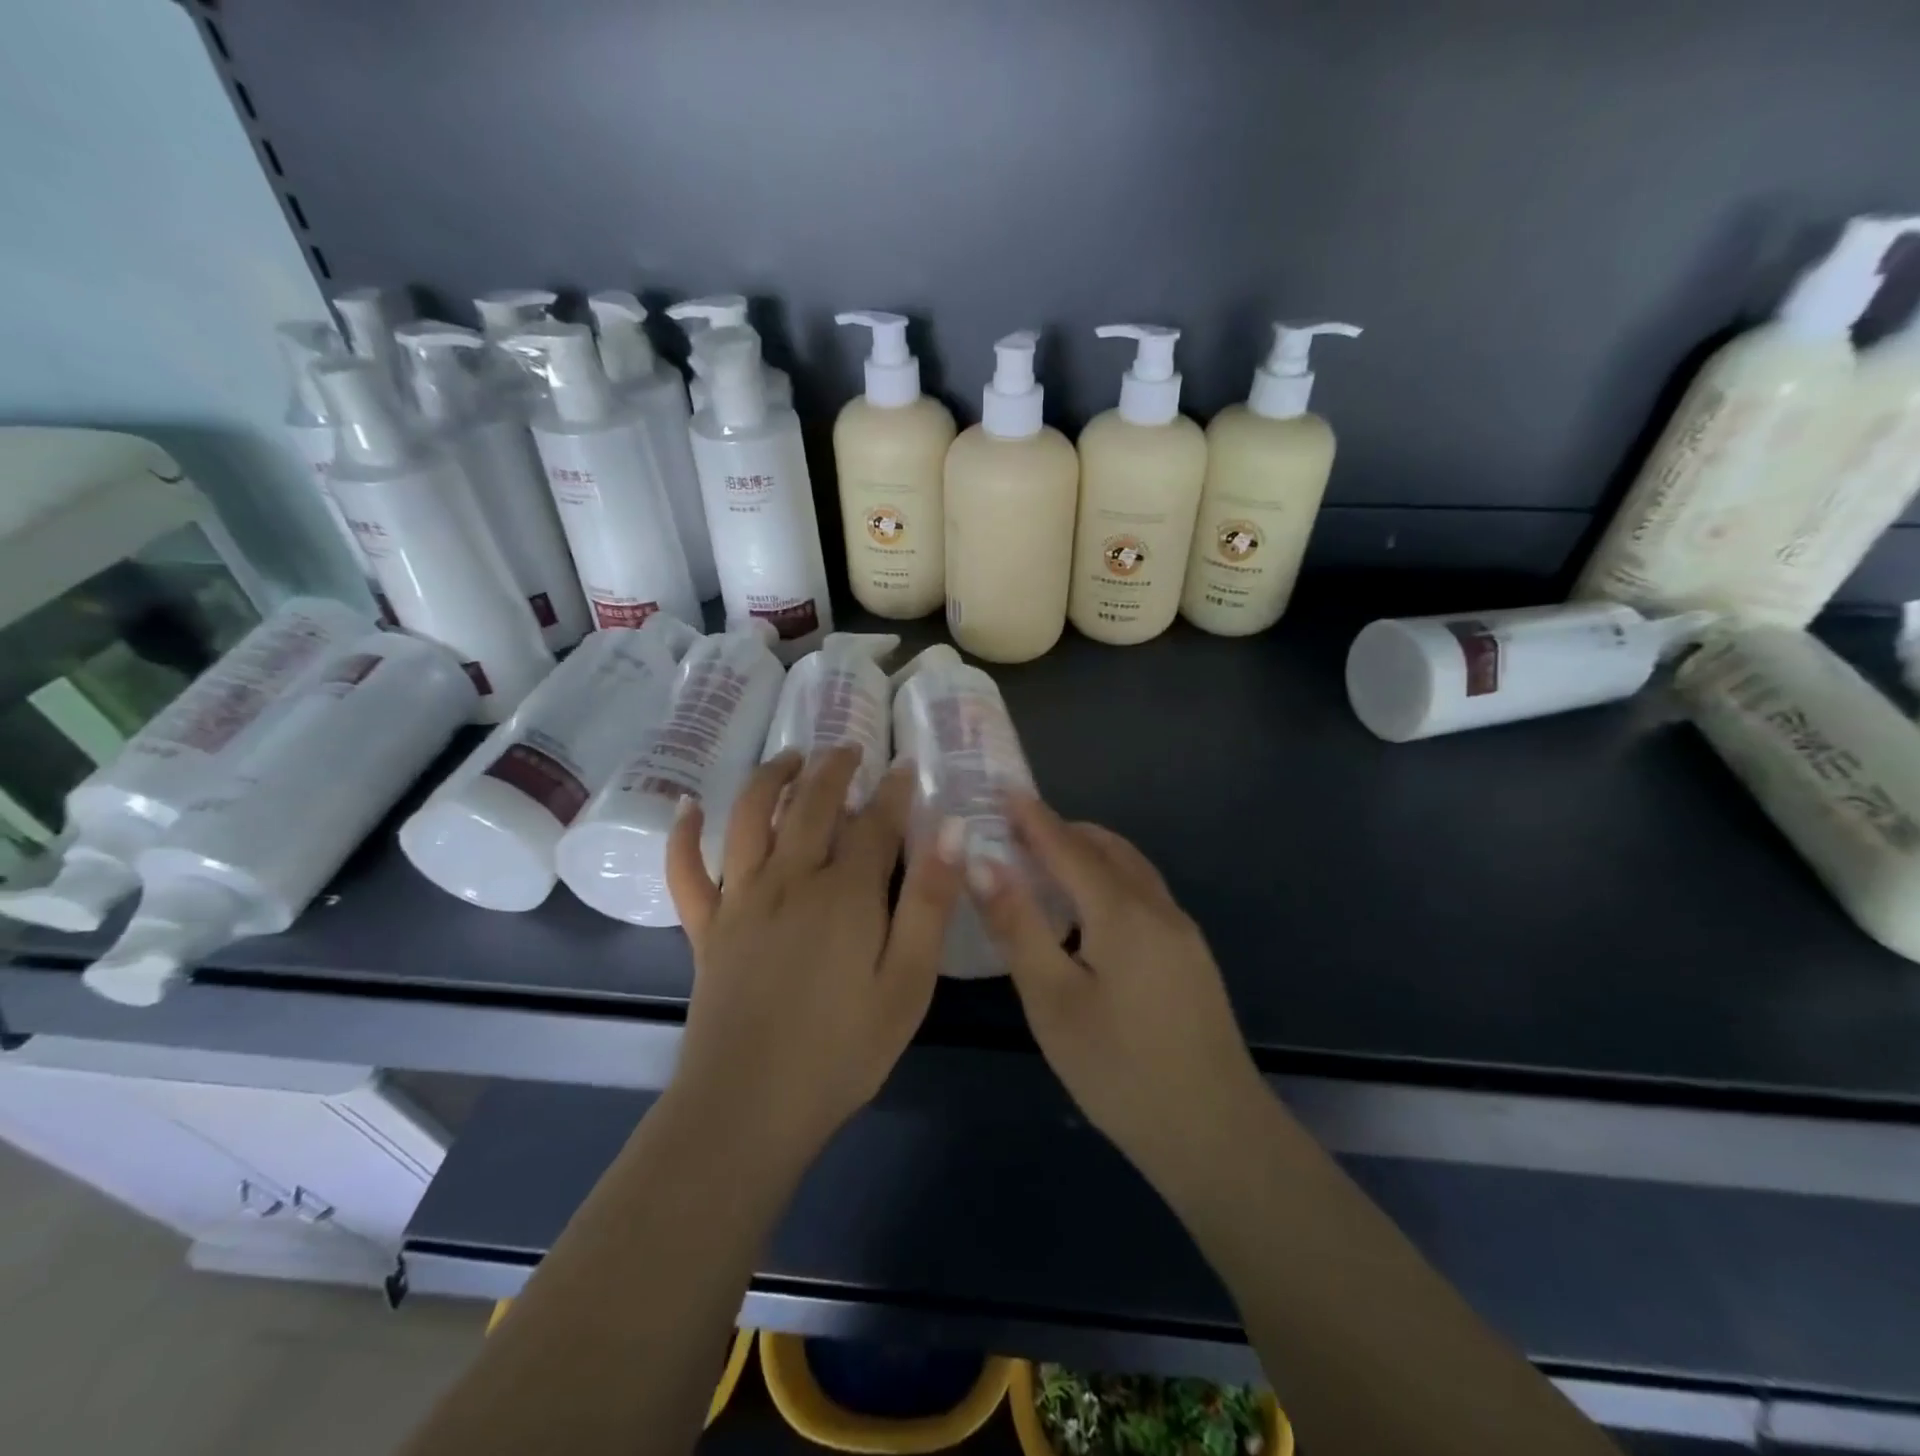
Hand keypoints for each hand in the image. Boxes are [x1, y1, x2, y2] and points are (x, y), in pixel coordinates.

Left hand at [665, 747, 962, 1162]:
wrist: (749, 1107)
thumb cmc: (843, 1049)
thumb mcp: (908, 983)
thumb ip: (931, 904)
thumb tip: (952, 831)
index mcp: (845, 893)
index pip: (875, 822)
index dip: (894, 791)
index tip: (907, 766)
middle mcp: (790, 879)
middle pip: (811, 804)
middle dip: (834, 769)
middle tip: (850, 749)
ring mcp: (741, 900)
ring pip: (748, 817)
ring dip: (769, 778)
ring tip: (790, 758)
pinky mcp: (706, 928)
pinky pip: (686, 873)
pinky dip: (683, 836)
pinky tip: (686, 807)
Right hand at [972, 796, 1264, 1175]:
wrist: (1216, 1134)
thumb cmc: (1120, 1069)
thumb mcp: (1053, 1001)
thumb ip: (1017, 926)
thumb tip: (982, 862)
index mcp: (1123, 912)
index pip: (1068, 847)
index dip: (1033, 817)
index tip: (1002, 789)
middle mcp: (1159, 909)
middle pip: (1107, 849)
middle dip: (1062, 831)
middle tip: (1017, 832)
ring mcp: (1182, 933)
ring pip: (1131, 871)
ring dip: (1089, 855)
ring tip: (1046, 866)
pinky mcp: (1191, 958)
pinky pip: (1143, 896)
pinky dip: (1109, 882)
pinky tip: (1088, 915)